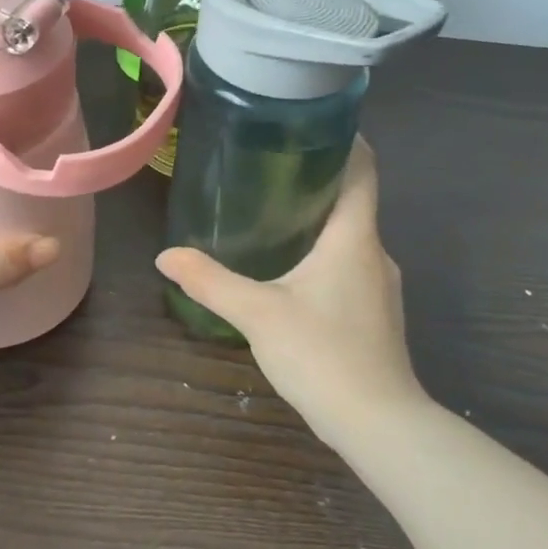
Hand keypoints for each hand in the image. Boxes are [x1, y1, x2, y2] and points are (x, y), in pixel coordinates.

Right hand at [155, 139, 419, 440]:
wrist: (379, 424)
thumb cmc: (322, 354)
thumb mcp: (257, 314)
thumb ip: (210, 282)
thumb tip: (167, 256)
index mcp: (354, 238)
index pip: (364, 170)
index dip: (348, 141)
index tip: (313, 124)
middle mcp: (375, 253)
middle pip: (354, 201)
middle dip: (318, 180)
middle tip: (270, 168)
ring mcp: (381, 286)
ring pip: (351, 238)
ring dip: (320, 221)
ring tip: (274, 214)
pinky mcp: (376, 314)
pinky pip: (351, 266)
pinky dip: (325, 254)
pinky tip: (293, 271)